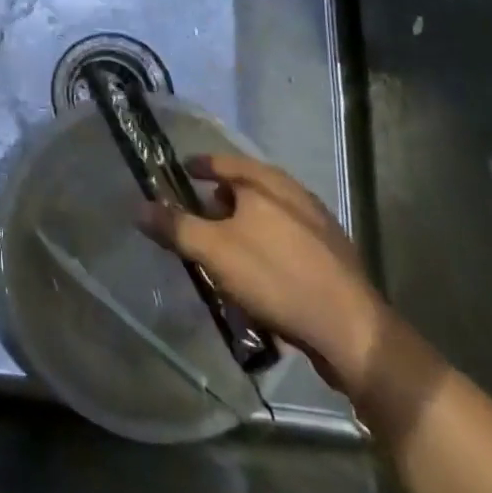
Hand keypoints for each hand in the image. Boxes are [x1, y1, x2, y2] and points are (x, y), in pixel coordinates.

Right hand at [140, 152, 393, 396]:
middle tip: (199, 221)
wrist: (352, 331)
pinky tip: (260, 278)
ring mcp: (318, 224)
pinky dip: (267, 249)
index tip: (181, 172)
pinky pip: (287, 241)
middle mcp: (293, 193)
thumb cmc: (276, 277)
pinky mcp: (332, 256)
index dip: (198, 166)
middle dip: (220, 202)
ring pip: (268, 217)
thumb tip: (139, 207)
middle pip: (246, 188)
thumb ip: (175, 227)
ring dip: (244, 229)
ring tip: (225, 253)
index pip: (222, 161)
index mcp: (265, 182)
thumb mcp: (214, 252)